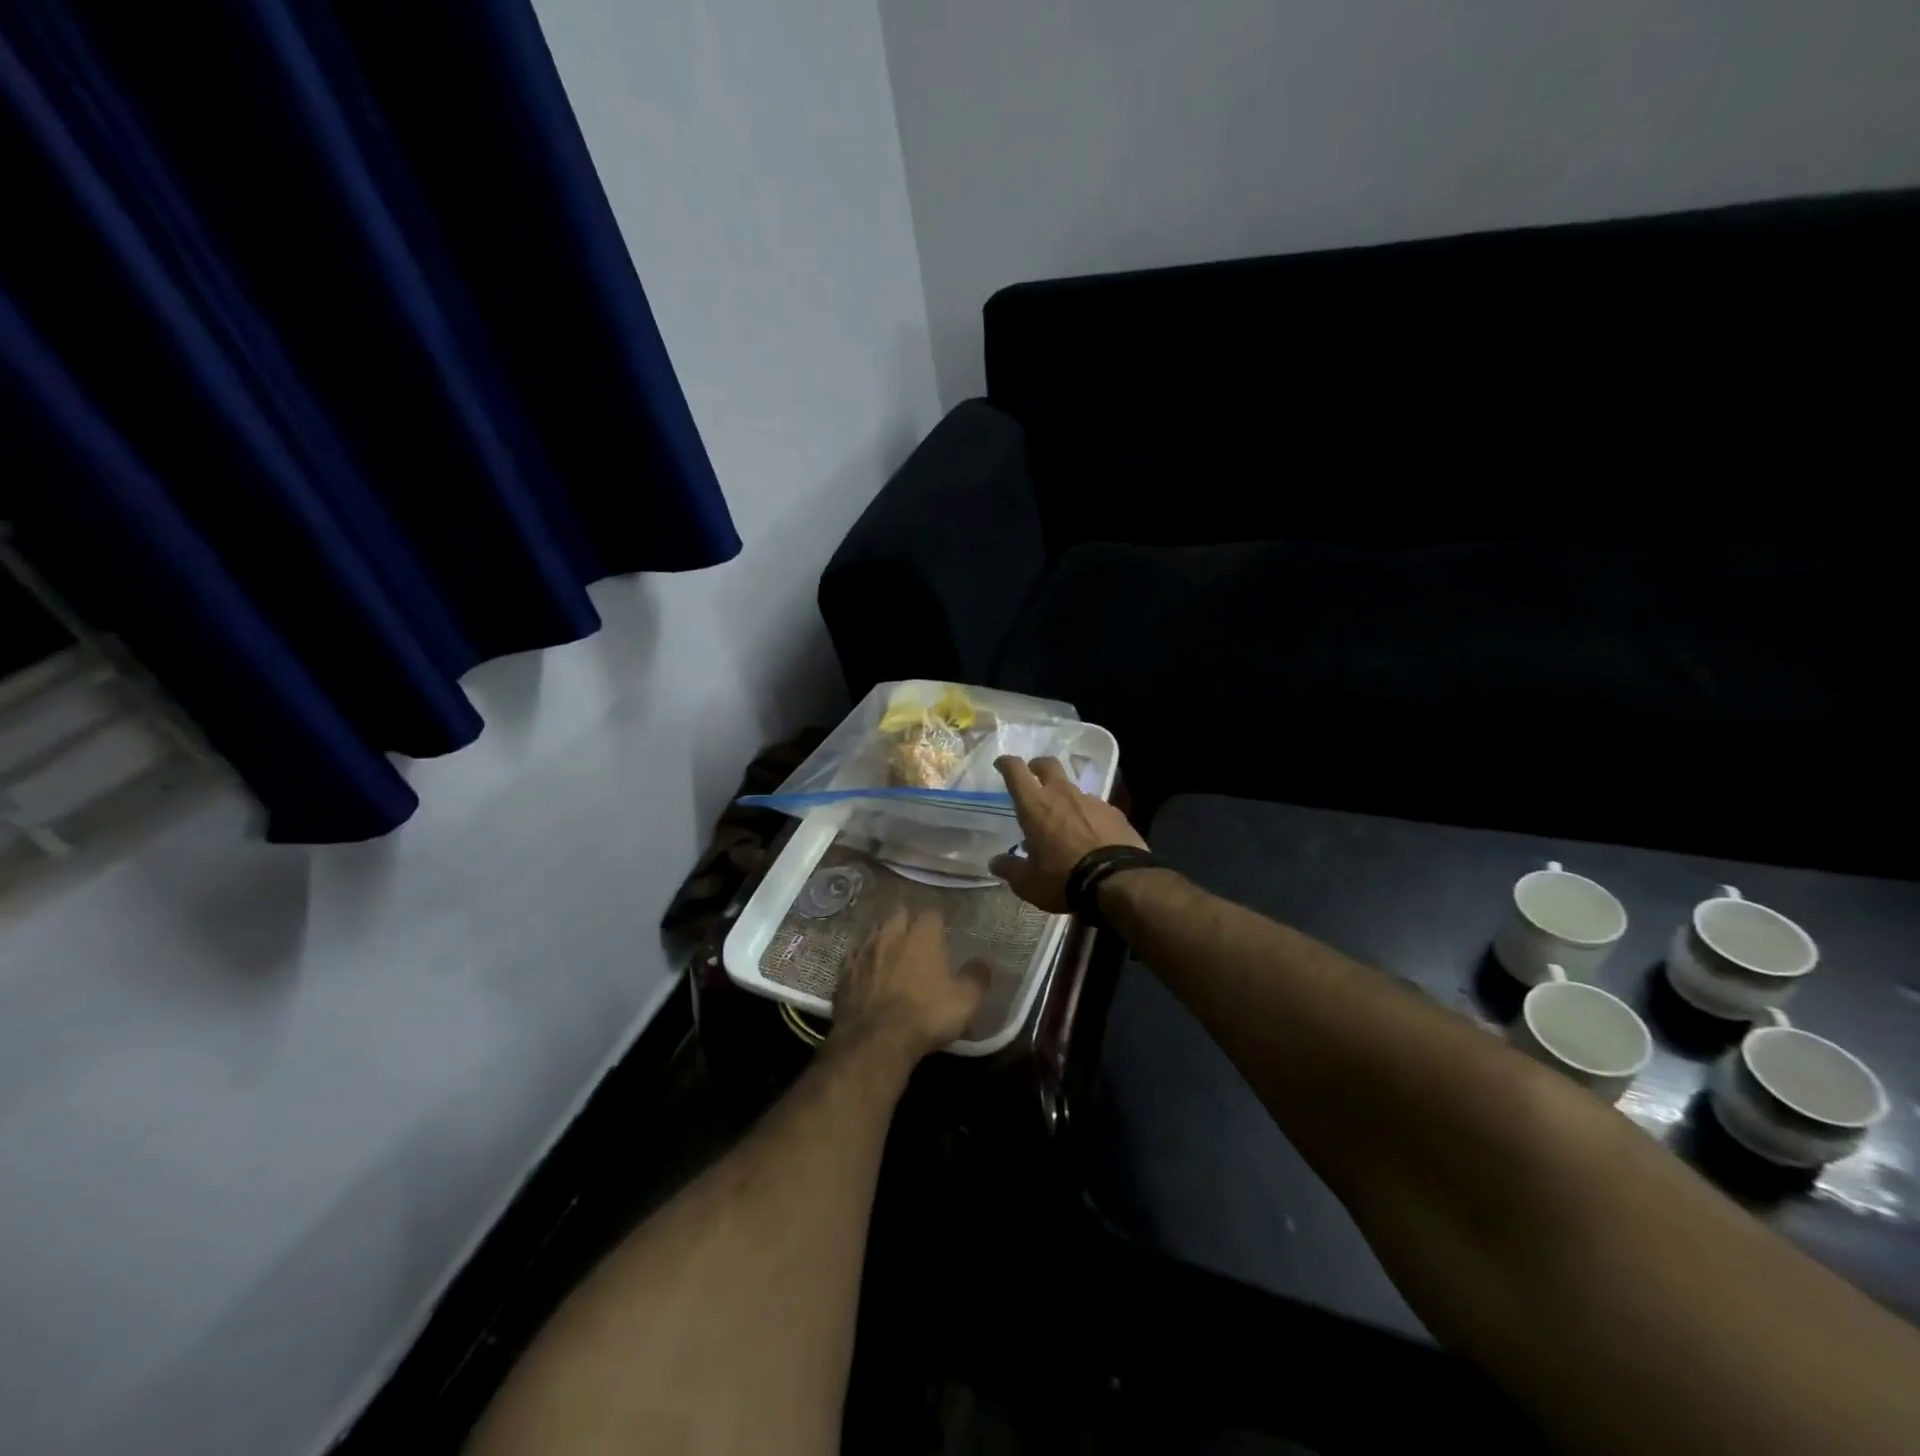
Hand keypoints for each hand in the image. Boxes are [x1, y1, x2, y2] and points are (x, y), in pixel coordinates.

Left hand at [831, 908, 988, 1062]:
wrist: (874, 1041)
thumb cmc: (926, 1015)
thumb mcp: (965, 1001)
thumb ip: (977, 978)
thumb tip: (983, 963)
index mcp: (922, 936)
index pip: (931, 913)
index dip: (938, 921)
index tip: (942, 931)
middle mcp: (891, 934)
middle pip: (899, 914)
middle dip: (907, 921)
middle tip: (916, 937)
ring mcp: (863, 952)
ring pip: (874, 931)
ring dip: (883, 937)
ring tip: (890, 950)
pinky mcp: (843, 973)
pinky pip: (854, 956)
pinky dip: (862, 960)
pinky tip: (866, 970)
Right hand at [990, 756, 1146, 912]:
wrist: (1118, 881)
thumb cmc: (1063, 878)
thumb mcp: (1028, 882)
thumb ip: (1010, 869)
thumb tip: (996, 862)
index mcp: (1035, 805)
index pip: (1015, 771)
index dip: (1006, 763)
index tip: (1001, 764)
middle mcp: (1062, 794)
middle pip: (1048, 765)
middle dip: (1037, 766)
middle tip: (1033, 776)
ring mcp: (1091, 801)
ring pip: (1073, 788)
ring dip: (1064, 797)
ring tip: (1063, 820)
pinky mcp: (1114, 812)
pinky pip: (1095, 807)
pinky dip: (1087, 815)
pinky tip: (1090, 834)